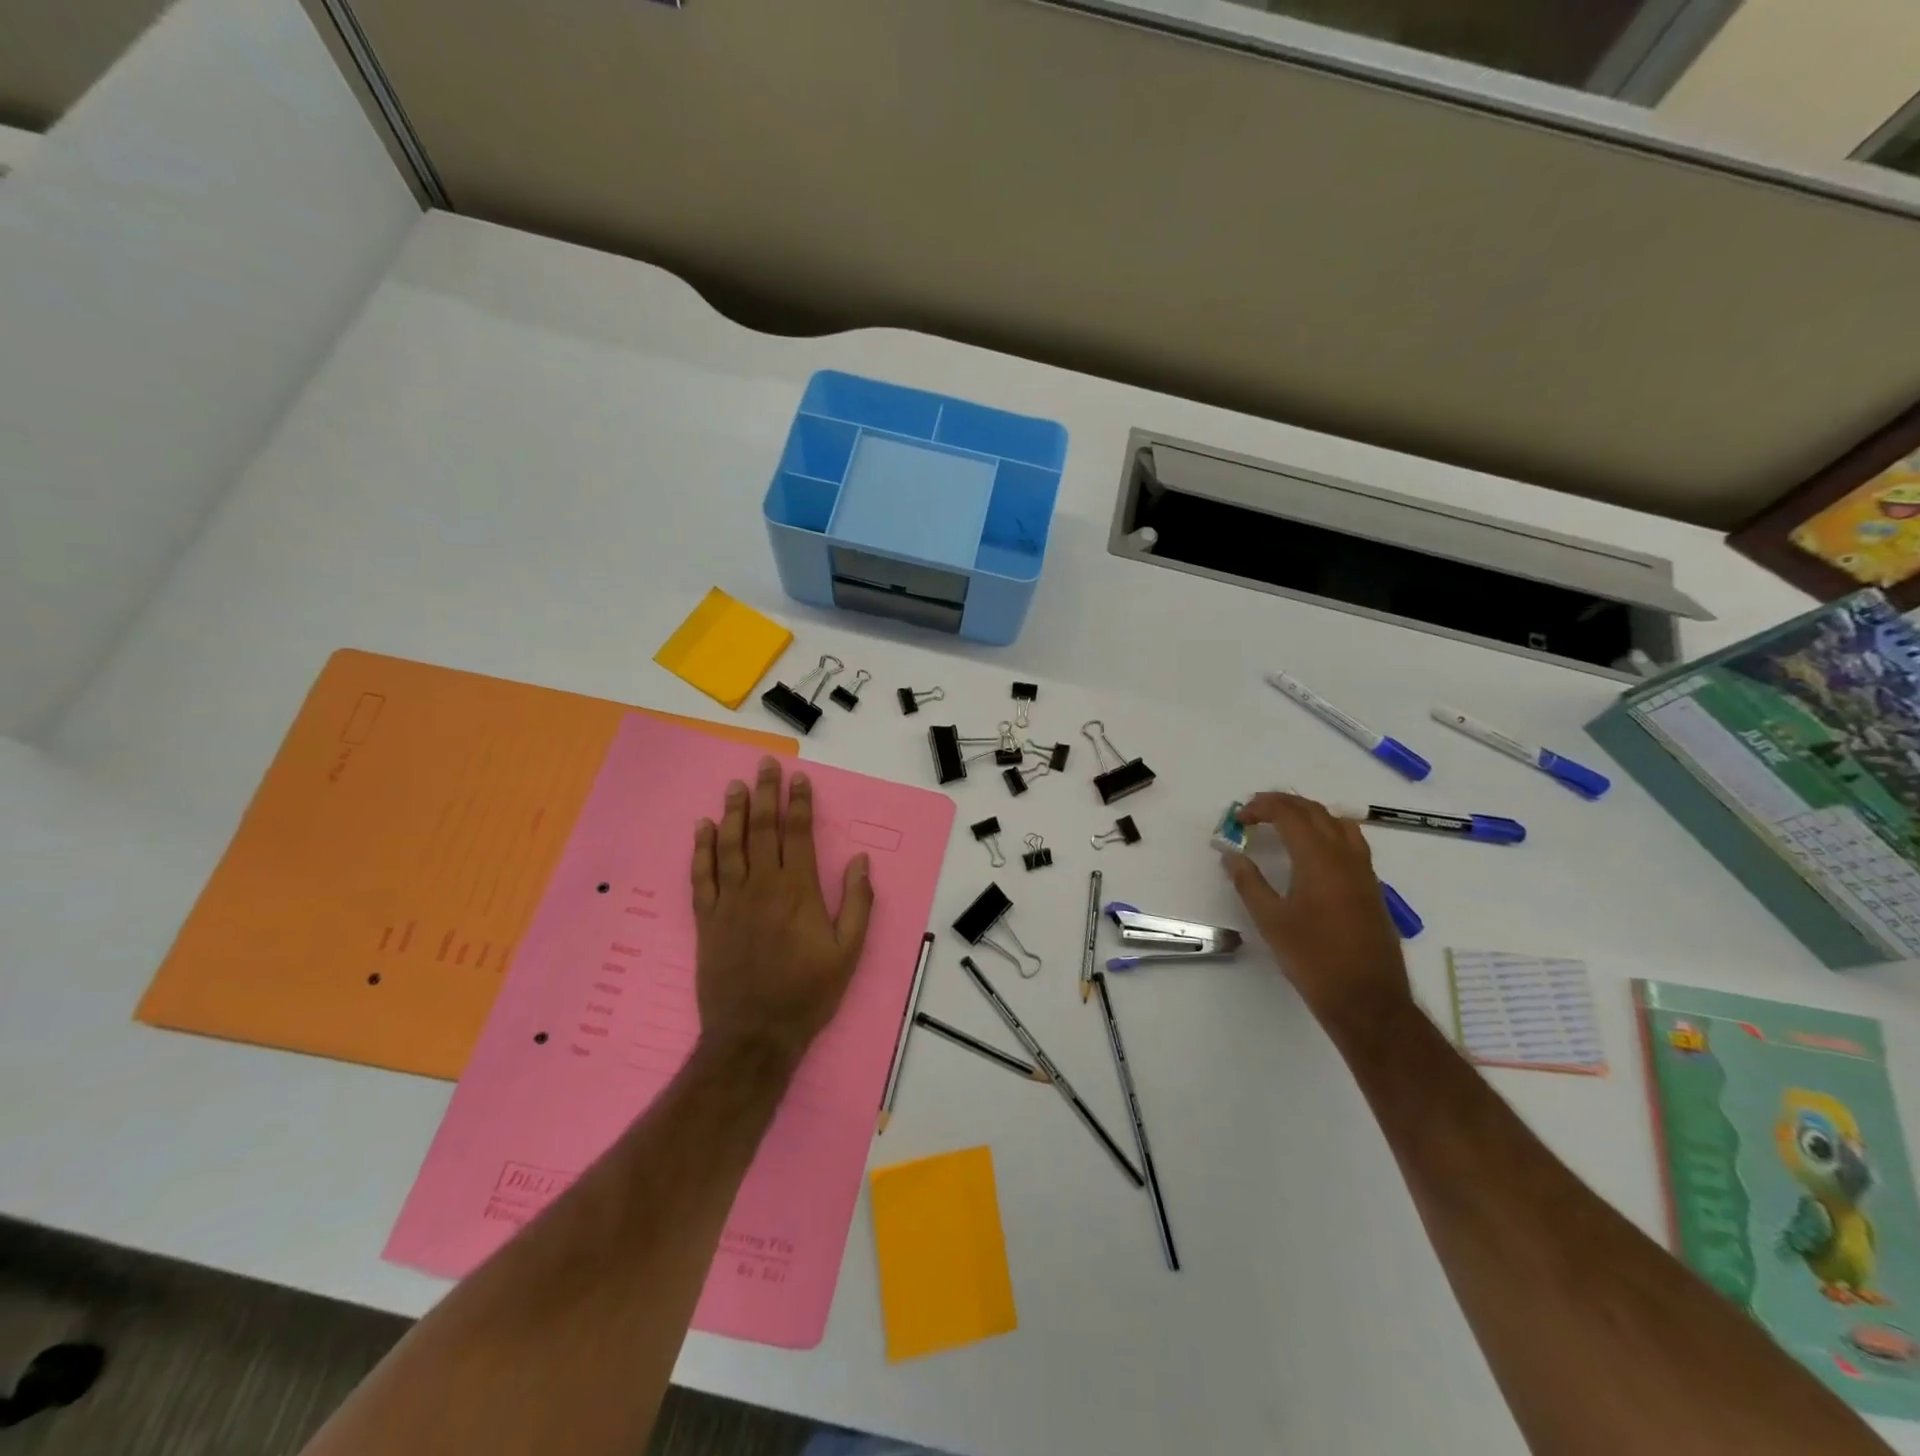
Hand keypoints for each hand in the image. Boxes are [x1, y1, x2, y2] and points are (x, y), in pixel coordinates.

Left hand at [690, 756, 874, 1064]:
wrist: (754, 1034)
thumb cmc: (808, 993)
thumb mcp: (849, 952)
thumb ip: (857, 903)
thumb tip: (859, 861)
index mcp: (798, 892)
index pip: (798, 834)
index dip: (799, 803)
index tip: (799, 778)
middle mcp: (762, 887)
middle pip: (763, 830)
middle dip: (765, 794)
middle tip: (764, 765)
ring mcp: (730, 902)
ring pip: (730, 845)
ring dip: (733, 812)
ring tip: (735, 786)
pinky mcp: (707, 920)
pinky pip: (702, 876)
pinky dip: (701, 849)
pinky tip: (703, 828)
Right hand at [1222, 792, 1411, 1040]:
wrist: (1367, 998)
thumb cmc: (1313, 958)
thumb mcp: (1270, 921)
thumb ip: (1249, 882)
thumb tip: (1231, 855)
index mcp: (1318, 859)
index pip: (1290, 814)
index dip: (1262, 807)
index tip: (1240, 817)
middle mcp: (1345, 856)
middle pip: (1315, 811)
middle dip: (1283, 804)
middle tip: (1255, 811)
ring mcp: (1363, 870)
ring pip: (1338, 822)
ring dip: (1308, 814)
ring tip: (1284, 824)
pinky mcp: (1371, 886)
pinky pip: (1350, 840)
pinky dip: (1327, 830)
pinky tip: (1313, 851)